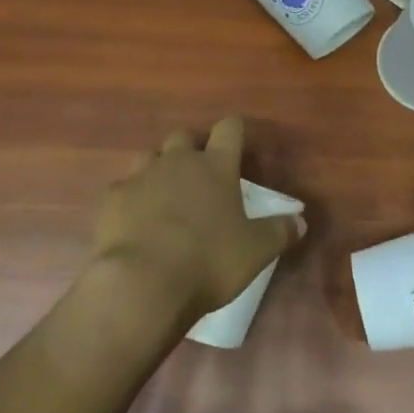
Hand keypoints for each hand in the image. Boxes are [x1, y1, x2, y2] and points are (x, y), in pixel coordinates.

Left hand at [89, 118, 303, 329]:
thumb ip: (279, 232)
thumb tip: (301, 221)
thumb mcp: (256, 251)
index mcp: (216, 166)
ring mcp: (141, 176)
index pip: (229, 129)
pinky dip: (132, 198)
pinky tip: (135, 220)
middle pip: (184, 136)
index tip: (238, 141)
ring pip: (150, 156)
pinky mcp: (112, 199)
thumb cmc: (209, 261)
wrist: (143, 283)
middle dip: (192, 149)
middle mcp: (178, 161)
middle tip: (200, 176)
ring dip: (159, 169)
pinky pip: (123, 188)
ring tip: (166, 195)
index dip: (235, 131)